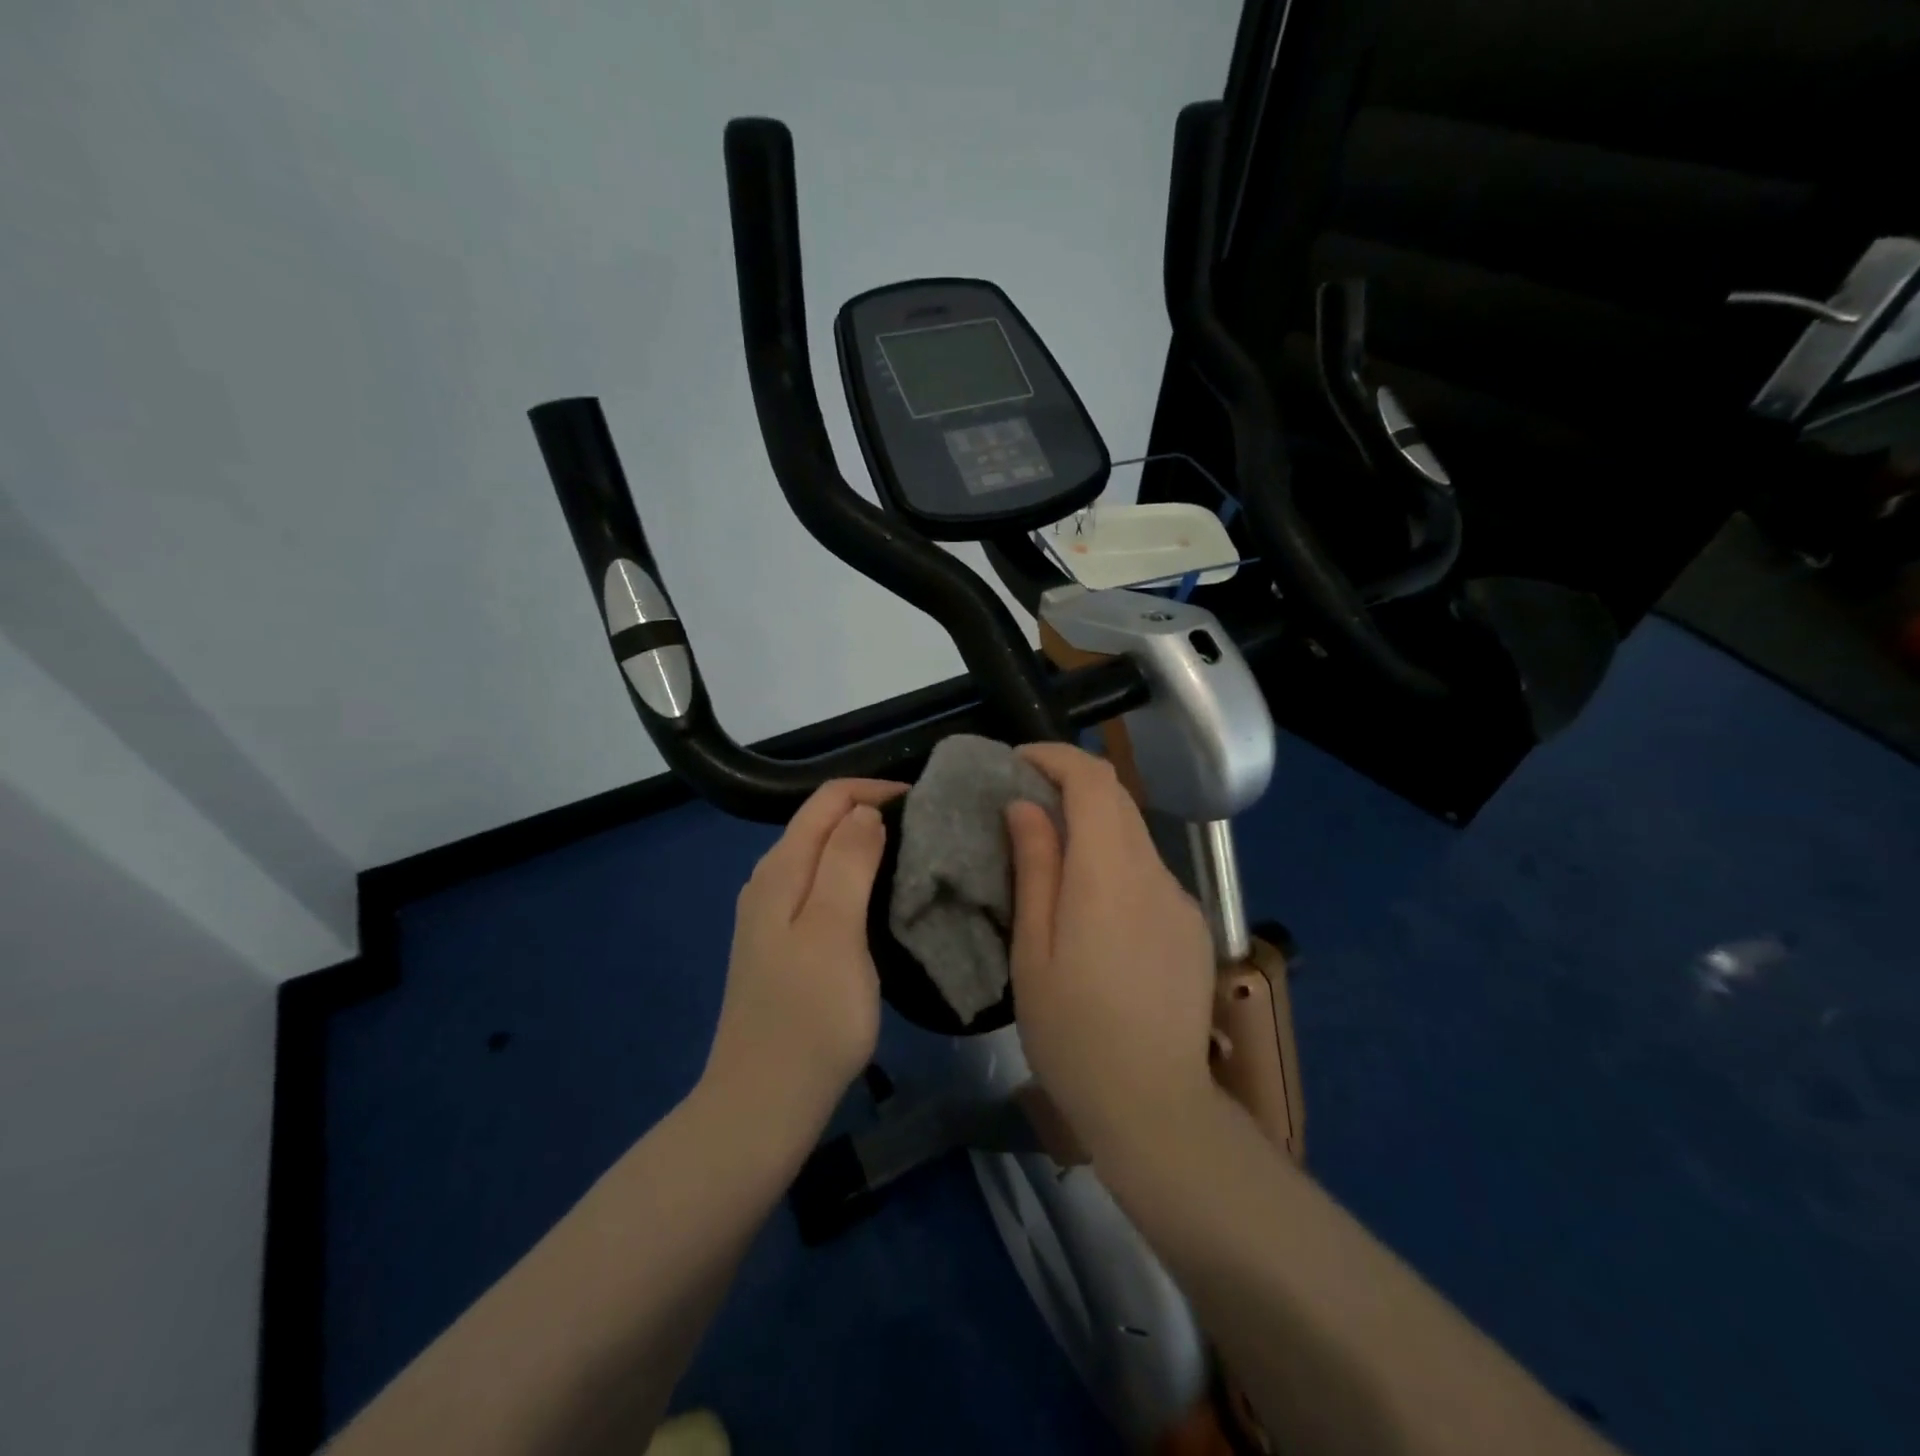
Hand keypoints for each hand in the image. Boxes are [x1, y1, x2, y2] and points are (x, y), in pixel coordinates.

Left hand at [702, 779, 906, 1148]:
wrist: (763, 1103)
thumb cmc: (810, 1016)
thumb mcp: (835, 930)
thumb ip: (849, 861)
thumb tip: (864, 810)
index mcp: (781, 869)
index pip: (828, 799)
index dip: (875, 790)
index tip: (923, 805)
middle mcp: (770, 882)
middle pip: (822, 823)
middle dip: (871, 813)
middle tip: (926, 832)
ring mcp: (771, 917)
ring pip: (822, 857)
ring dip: (864, 847)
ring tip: (912, 860)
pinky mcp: (782, 947)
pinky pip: (821, 890)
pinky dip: (853, 880)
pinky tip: (879, 903)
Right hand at [1005, 743, 1218, 1160]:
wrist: (1154, 1107)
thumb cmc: (1073, 1034)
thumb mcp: (1033, 952)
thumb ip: (1035, 868)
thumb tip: (1026, 806)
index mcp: (1109, 875)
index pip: (1094, 781)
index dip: (1056, 757)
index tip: (1018, 761)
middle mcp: (1154, 873)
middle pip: (1117, 800)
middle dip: (1070, 785)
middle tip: (1024, 802)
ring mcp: (1180, 900)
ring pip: (1134, 836)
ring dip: (1093, 827)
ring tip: (1052, 857)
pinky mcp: (1192, 926)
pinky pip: (1149, 873)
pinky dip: (1115, 863)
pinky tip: (1093, 909)